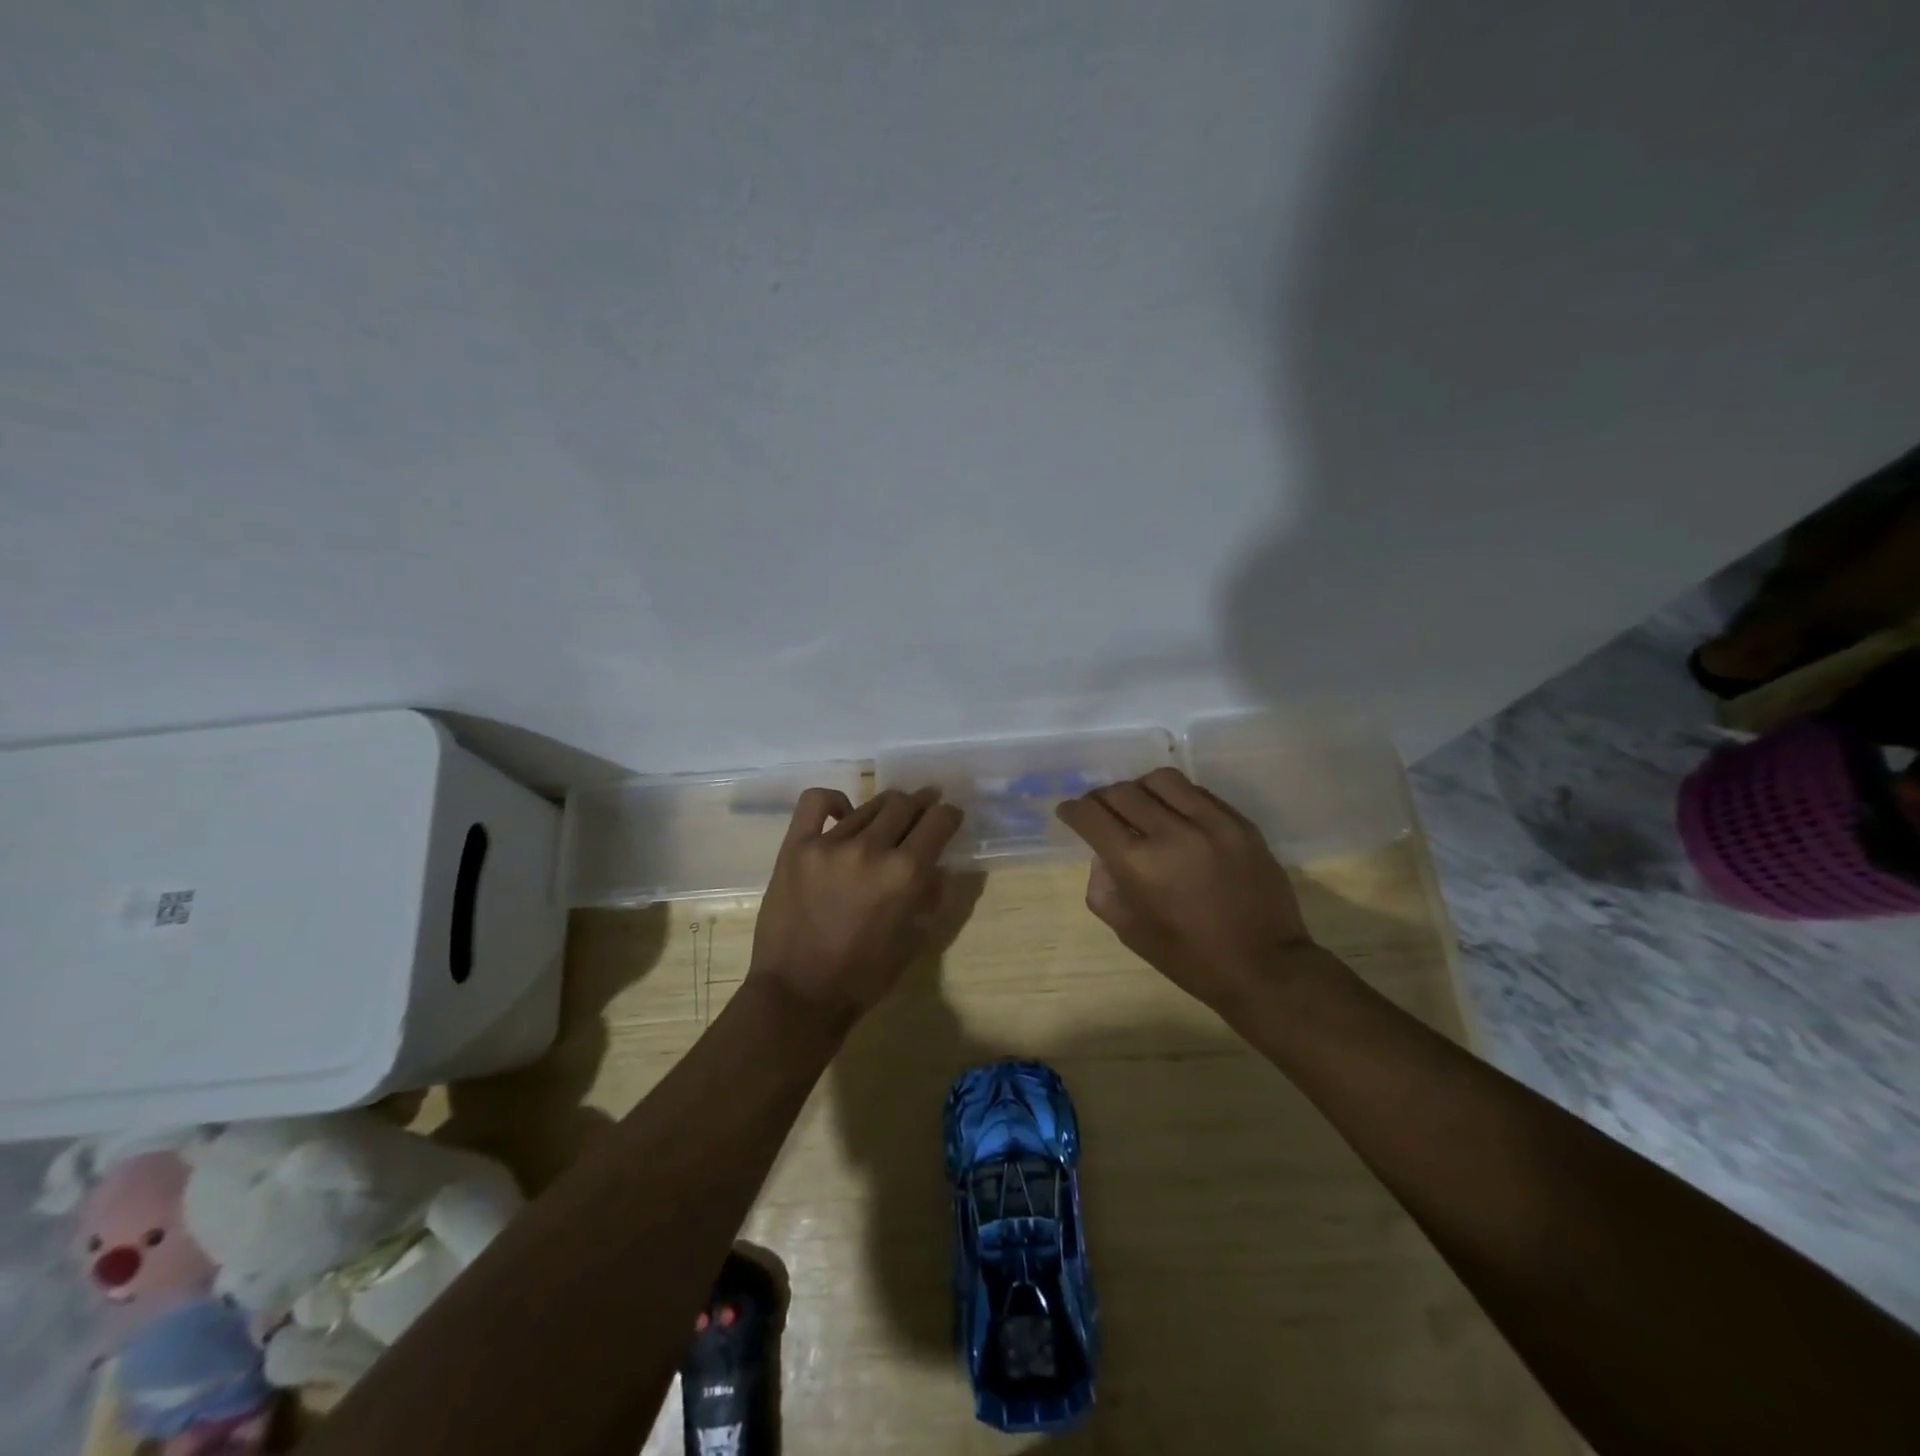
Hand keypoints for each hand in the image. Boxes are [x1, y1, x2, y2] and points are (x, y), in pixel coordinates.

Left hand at [747, 786, 963, 1024]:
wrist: (798, 993)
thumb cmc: (863, 976)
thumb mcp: (914, 941)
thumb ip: (932, 897)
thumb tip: (938, 867)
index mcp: (906, 874)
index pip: (939, 821)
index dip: (949, 815)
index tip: (949, 817)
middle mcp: (872, 849)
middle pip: (905, 804)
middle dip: (922, 804)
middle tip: (924, 809)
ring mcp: (830, 844)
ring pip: (869, 805)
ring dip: (887, 808)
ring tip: (888, 817)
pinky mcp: (797, 846)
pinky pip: (816, 802)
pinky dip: (834, 801)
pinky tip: (843, 813)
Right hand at [1055, 767, 1324, 1019]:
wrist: (1265, 967)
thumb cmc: (1190, 958)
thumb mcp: (1130, 932)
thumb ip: (1104, 888)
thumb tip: (1102, 855)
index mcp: (1138, 864)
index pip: (1092, 816)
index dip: (1073, 810)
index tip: (1069, 812)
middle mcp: (1172, 833)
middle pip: (1123, 792)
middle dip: (1102, 798)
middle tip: (1101, 811)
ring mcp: (1211, 823)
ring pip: (1162, 780)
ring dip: (1140, 789)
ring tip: (1141, 806)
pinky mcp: (1240, 823)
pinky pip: (1198, 793)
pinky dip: (1177, 798)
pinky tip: (1178, 817)